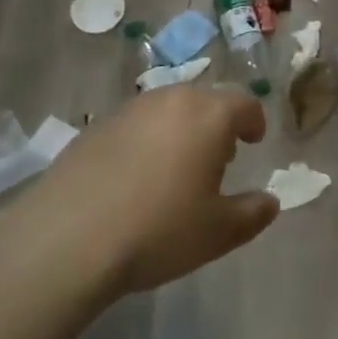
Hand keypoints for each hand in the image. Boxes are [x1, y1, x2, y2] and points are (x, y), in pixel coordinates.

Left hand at [26, 85, 278, 297]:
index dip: (254, 121)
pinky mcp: (96, 126)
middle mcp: (172, 100)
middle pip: (205, 101)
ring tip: (177, 167)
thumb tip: (270, 202)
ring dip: (181, 129)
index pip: (244, 104)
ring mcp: (130, 109)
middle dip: (218, 123)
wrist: (67, 238)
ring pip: (168, 109)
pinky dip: (147, 140)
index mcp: (209, 115)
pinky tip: (136, 177)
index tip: (254, 140)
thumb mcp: (218, 233)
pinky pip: (136, 124)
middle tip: (220, 156)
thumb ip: (253, 213)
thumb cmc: (158, 230)